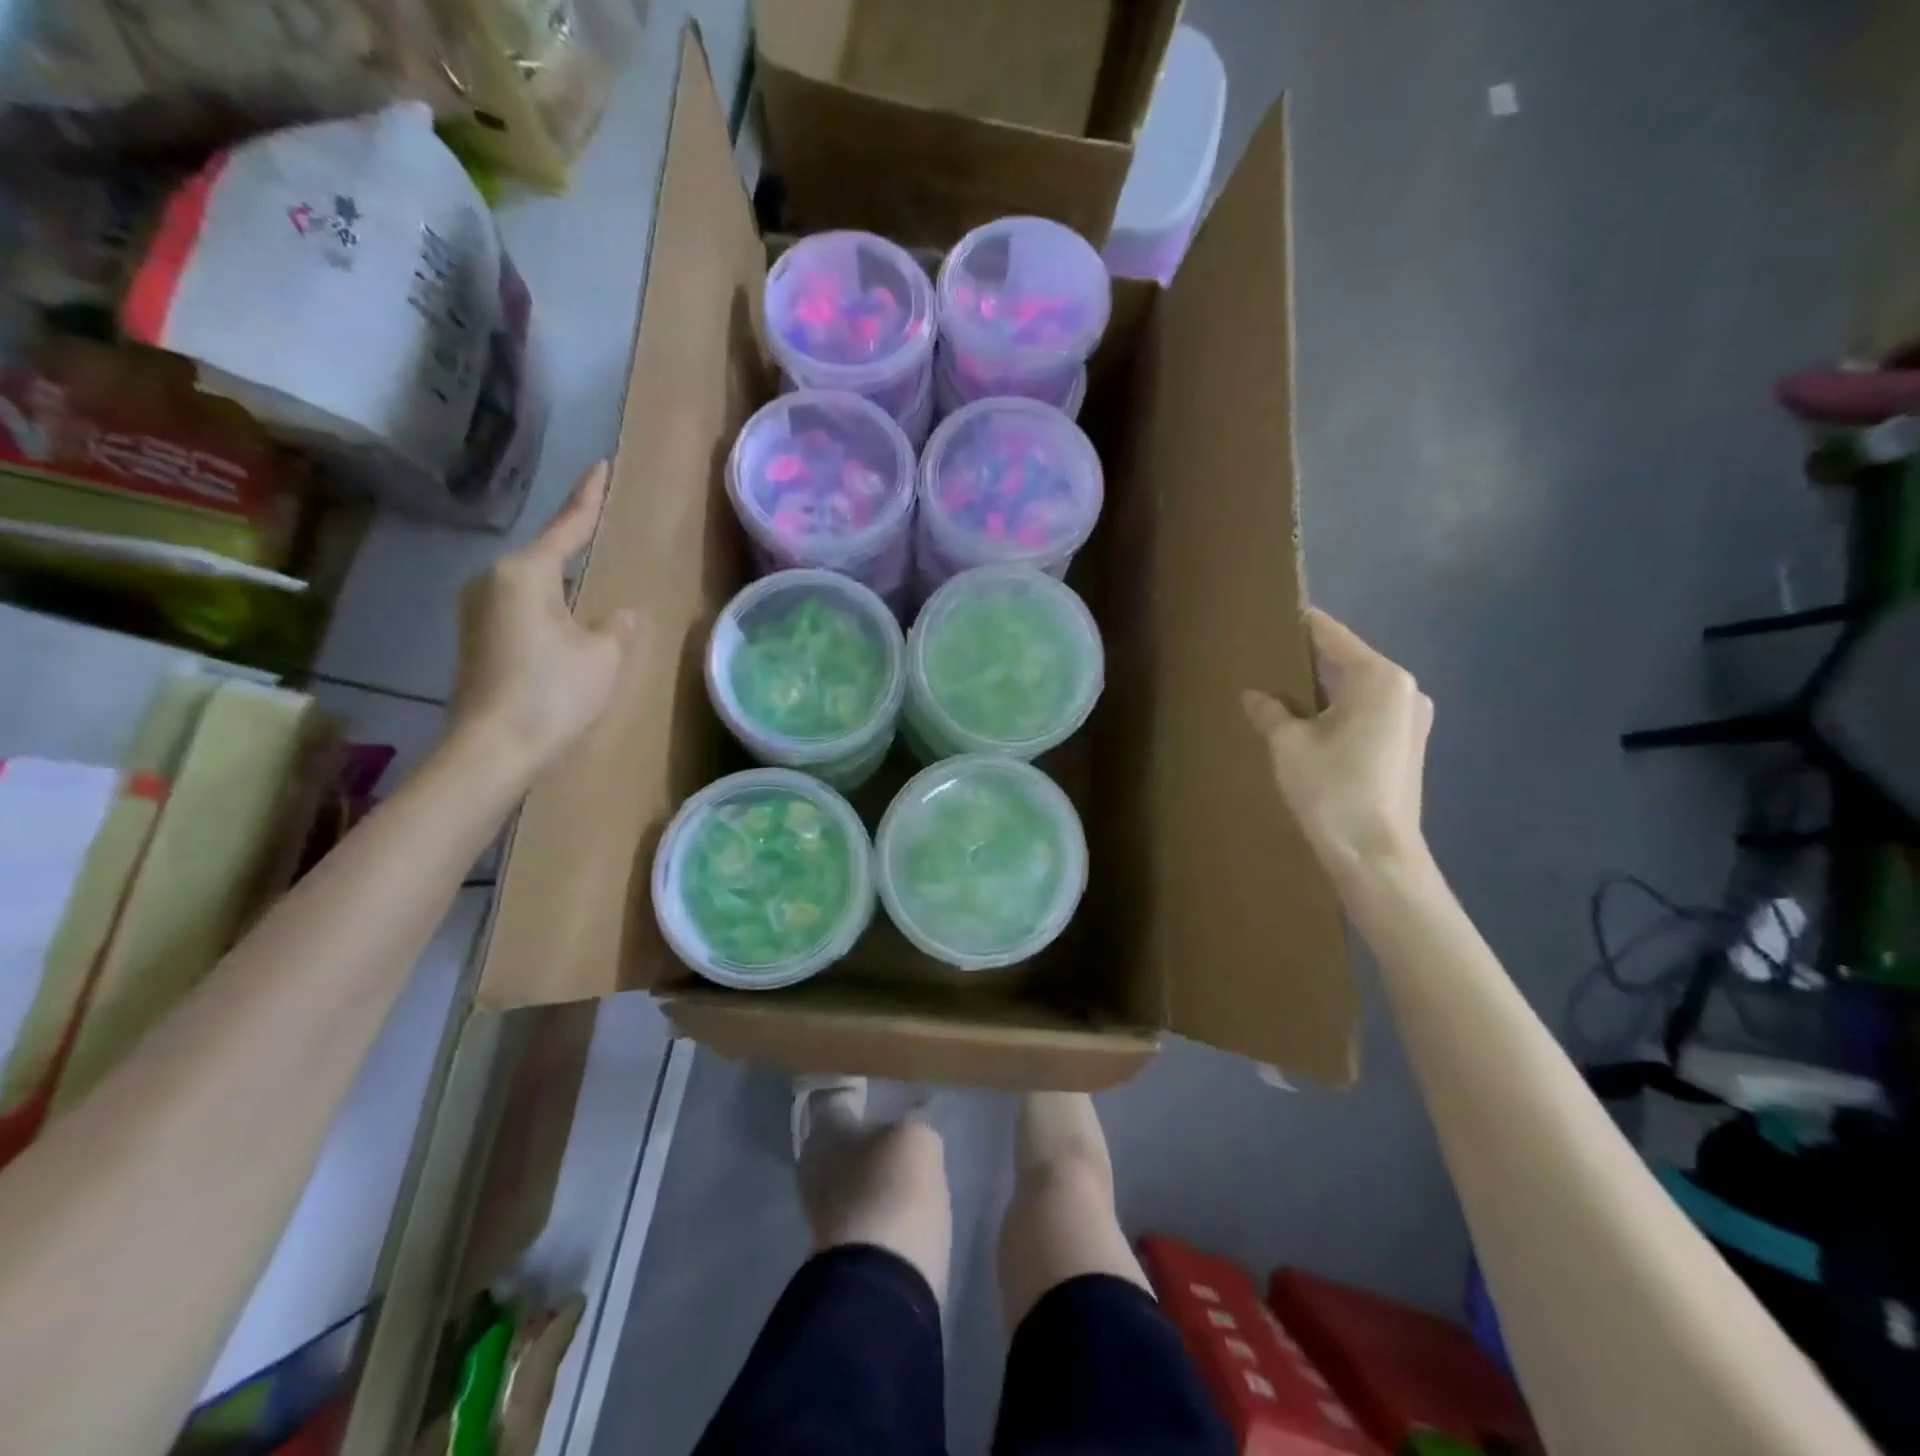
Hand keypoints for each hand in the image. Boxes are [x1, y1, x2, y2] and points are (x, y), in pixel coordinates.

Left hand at [449, 462, 636, 778]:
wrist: (494, 748)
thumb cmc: (554, 692)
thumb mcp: (603, 655)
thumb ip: (615, 626)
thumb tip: (618, 615)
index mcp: (526, 573)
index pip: (567, 526)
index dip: (588, 498)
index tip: (599, 466)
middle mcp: (493, 581)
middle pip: (544, 558)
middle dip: (573, 552)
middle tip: (599, 539)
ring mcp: (478, 611)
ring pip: (532, 587)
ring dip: (561, 591)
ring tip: (589, 599)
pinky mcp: (475, 639)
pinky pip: (521, 611)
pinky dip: (547, 614)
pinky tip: (566, 632)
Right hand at [1242, 609, 1432, 867]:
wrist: (1376, 855)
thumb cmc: (1333, 789)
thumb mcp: (1288, 745)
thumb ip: (1270, 712)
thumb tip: (1253, 695)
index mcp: (1379, 678)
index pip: (1333, 637)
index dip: (1302, 625)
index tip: (1274, 614)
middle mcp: (1404, 690)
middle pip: (1348, 663)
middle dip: (1310, 662)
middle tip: (1268, 660)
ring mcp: (1411, 720)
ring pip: (1358, 691)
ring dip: (1324, 691)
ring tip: (1282, 693)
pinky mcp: (1408, 747)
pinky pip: (1367, 714)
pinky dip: (1339, 712)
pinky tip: (1309, 726)